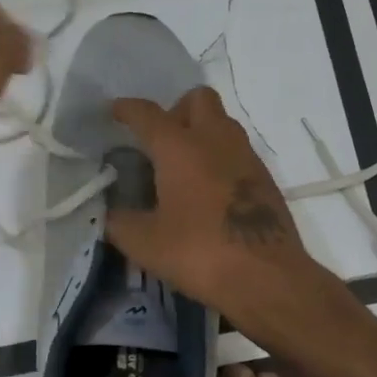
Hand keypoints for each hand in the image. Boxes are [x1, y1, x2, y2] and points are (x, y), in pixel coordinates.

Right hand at [106, 87, 317, 318]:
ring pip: (222, 123)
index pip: (148, 114)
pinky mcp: (265, 178)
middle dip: (176, 110)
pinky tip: (209, 190)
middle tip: (160, 141)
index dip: (126, 109)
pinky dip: (220, 157)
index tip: (114, 111)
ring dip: (201, 132)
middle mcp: (215, 140)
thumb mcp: (144, 244)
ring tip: (183, 166)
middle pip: (198, 99)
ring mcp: (246, 156)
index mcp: (180, 147)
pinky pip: (238, 150)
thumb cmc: (200, 253)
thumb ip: (119, 222)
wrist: (267, 277)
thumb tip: (109, 212)